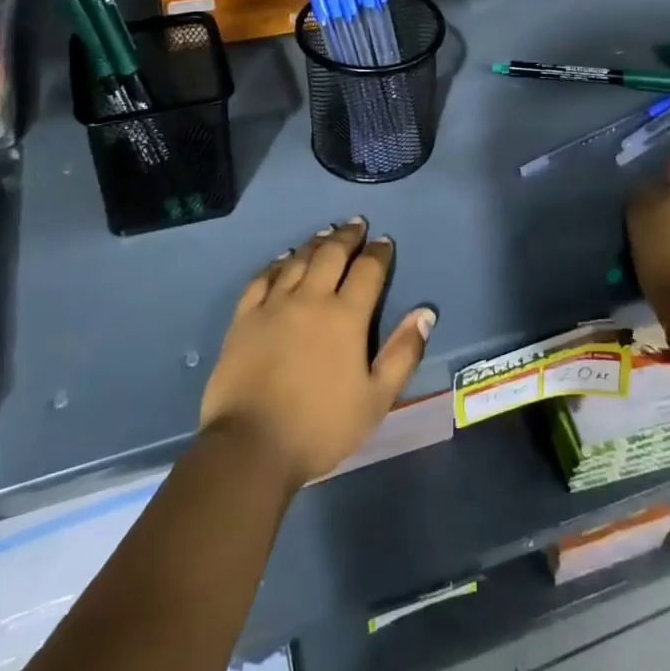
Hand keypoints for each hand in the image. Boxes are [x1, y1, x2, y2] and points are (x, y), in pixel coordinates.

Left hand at [200, 218, 436, 490]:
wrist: (251, 446)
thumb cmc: (321, 427)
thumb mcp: (376, 399)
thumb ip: (403, 353)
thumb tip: (425, 313)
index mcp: (346, 316)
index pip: (368, 270)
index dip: (378, 252)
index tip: (384, 241)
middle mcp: (311, 299)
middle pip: (331, 254)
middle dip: (347, 236)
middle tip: (356, 223)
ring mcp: (273, 305)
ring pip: (298, 260)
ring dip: (315, 243)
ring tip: (325, 233)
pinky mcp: (244, 317)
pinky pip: (262, 278)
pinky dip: (276, 263)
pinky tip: (283, 259)